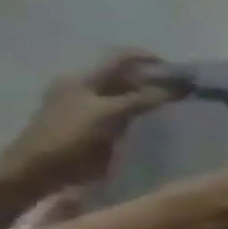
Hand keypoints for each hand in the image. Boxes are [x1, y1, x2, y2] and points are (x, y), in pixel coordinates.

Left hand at [0, 51, 184, 190]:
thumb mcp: (110, 113)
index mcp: (83, 79)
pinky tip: (162, 120)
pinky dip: (147, 112)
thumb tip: (182, 86)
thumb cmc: (70, 136)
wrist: (39, 170)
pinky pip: (129, 112)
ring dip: (155, 98)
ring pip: (131, 95)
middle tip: (187, 90)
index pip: (121, 58)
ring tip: (181, 105)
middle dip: (158, 80)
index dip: (151, 60)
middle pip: (128, 76)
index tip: (180, 71)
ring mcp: (92, 107)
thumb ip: (146, 98)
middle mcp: (87, 88)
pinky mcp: (98, 124)